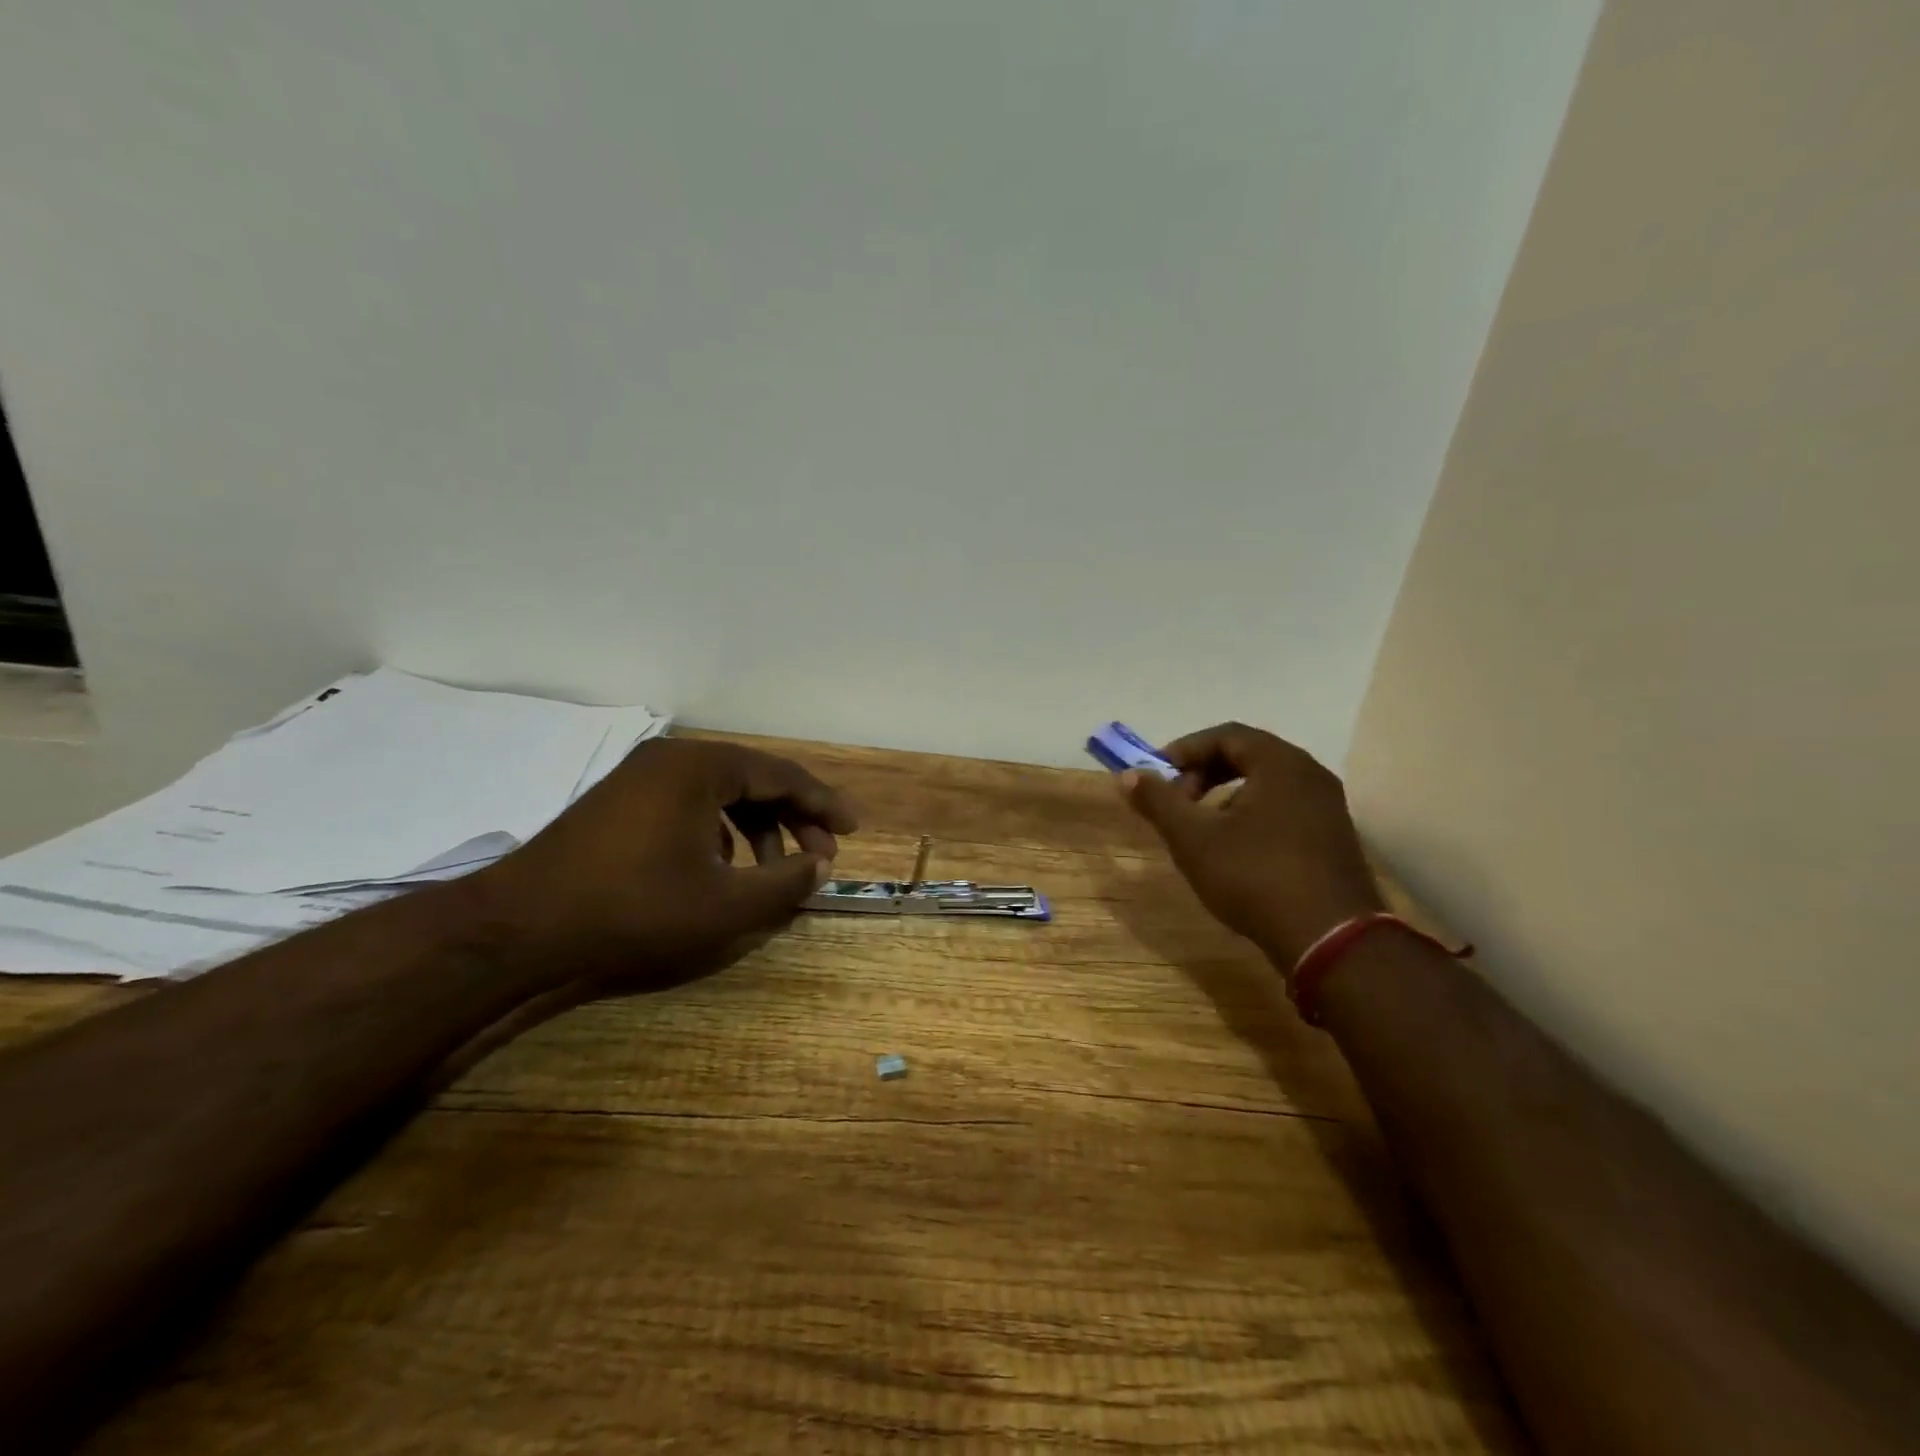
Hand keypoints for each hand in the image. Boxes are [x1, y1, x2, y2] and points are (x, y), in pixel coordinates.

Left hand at [469, 737, 858, 987]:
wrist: (519, 929)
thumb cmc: (634, 910)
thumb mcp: (726, 905)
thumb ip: (786, 882)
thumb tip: (821, 866)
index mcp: (702, 768)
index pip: (782, 775)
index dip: (824, 803)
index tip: (854, 829)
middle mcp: (673, 759)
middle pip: (754, 781)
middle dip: (794, 819)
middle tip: (821, 855)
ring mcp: (641, 779)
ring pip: (722, 795)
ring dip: (759, 830)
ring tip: (774, 872)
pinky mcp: (621, 803)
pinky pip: (691, 806)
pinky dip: (721, 833)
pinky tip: (723, 870)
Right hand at [1121, 723, 1383, 965]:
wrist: (1330, 941)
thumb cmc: (1255, 877)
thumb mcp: (1193, 839)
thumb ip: (1159, 802)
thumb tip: (1129, 775)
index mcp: (1280, 763)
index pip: (1226, 735)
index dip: (1185, 750)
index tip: (1157, 775)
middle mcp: (1310, 775)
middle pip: (1248, 755)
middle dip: (1204, 773)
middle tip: (1177, 801)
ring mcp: (1328, 807)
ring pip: (1267, 784)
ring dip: (1226, 796)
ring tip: (1201, 829)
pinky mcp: (1334, 838)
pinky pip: (1285, 808)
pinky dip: (1252, 814)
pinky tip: (1235, 850)